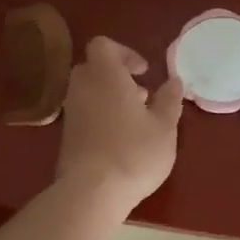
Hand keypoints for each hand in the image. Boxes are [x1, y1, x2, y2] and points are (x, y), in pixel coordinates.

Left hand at [55, 37, 183, 217]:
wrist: (91, 193)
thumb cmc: (133, 152)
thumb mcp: (164, 127)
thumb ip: (169, 100)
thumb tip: (174, 81)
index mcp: (105, 76)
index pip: (103, 45)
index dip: (124, 53)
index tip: (143, 72)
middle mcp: (82, 88)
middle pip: (94, 68)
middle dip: (117, 76)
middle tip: (141, 96)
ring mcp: (71, 113)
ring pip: (88, 92)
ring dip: (109, 99)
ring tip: (135, 122)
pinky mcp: (66, 136)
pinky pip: (84, 114)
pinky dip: (100, 117)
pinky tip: (120, 141)